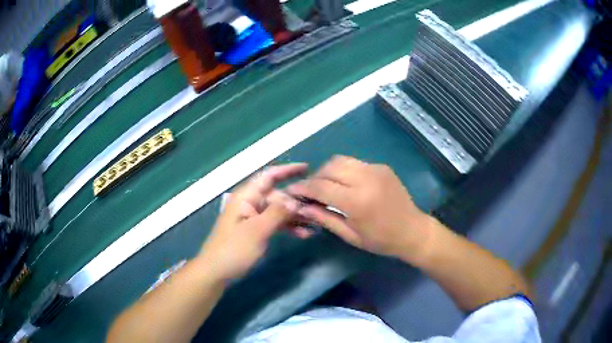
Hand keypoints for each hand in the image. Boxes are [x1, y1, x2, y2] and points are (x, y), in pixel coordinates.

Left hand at [200, 163, 306, 280]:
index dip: (288, 170)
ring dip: (295, 216)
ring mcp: (252, 217)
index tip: (308, 168)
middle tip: (319, 207)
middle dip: (297, 200)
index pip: (269, 176)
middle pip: (277, 195)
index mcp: (246, 197)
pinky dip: (287, 227)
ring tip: (315, 223)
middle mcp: (250, 203)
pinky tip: (303, 234)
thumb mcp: (257, 230)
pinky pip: (275, 223)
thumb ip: (278, 213)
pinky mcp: (255, 230)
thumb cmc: (234, 249)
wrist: (217, 271)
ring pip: (278, 210)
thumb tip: (296, 200)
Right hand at [287, 156, 431, 261]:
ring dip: (328, 171)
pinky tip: (345, 184)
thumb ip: (324, 218)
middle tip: (310, 191)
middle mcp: (365, 179)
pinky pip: (355, 163)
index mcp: (357, 201)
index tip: (292, 191)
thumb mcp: (350, 234)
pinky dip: (344, 171)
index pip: (320, 187)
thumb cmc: (381, 240)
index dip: (303, 188)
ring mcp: (375, 169)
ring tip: (326, 186)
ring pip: (341, 160)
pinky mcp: (382, 166)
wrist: (412, 230)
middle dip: (315, 178)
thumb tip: (302, 208)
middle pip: (329, 168)